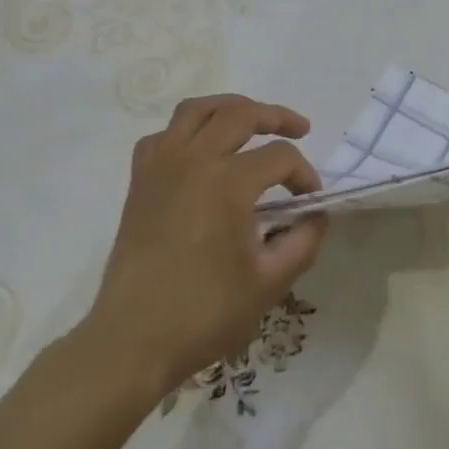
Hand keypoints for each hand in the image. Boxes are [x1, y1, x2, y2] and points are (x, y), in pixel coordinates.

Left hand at [81, 94, 324, 399]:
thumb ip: (303, 241)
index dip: (305, 175)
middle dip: (276, 118)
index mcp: (228, 183)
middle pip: (241, 115)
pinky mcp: (140, 181)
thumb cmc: (205, 313)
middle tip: (299, 130)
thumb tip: (316, 214)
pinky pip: (163, 136)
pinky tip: (200, 152)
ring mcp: (161, 167)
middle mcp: (193, 160)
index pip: (281, 158)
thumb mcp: (271, 282)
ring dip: (230, 108)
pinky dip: (186, 132)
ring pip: (197, 110)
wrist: (132, 340)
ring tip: (251, 121)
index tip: (311, 201)